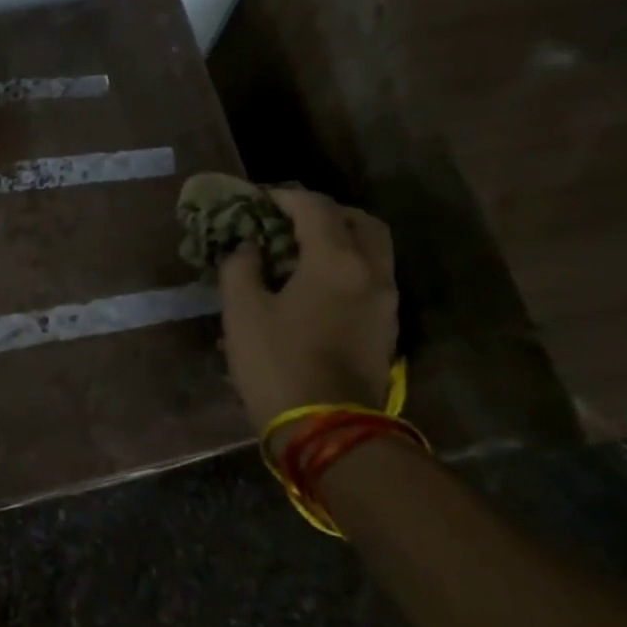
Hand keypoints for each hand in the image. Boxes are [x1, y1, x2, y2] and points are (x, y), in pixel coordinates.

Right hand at [219, 188, 398, 433]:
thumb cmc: (278, 364)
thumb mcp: (242, 313)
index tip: (257, 199)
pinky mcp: (385, 329)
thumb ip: (241, 268)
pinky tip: (313, 288)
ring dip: (340, 240)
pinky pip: (369, 280)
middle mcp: (371, 273)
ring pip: (372, 251)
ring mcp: (385, 303)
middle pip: (360, 221)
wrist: (327, 429)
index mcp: (337, 261)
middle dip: (325, 213)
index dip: (284, 197)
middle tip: (290, 221)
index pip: (315, 208)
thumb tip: (247, 248)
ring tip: (299, 253)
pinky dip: (345, 268)